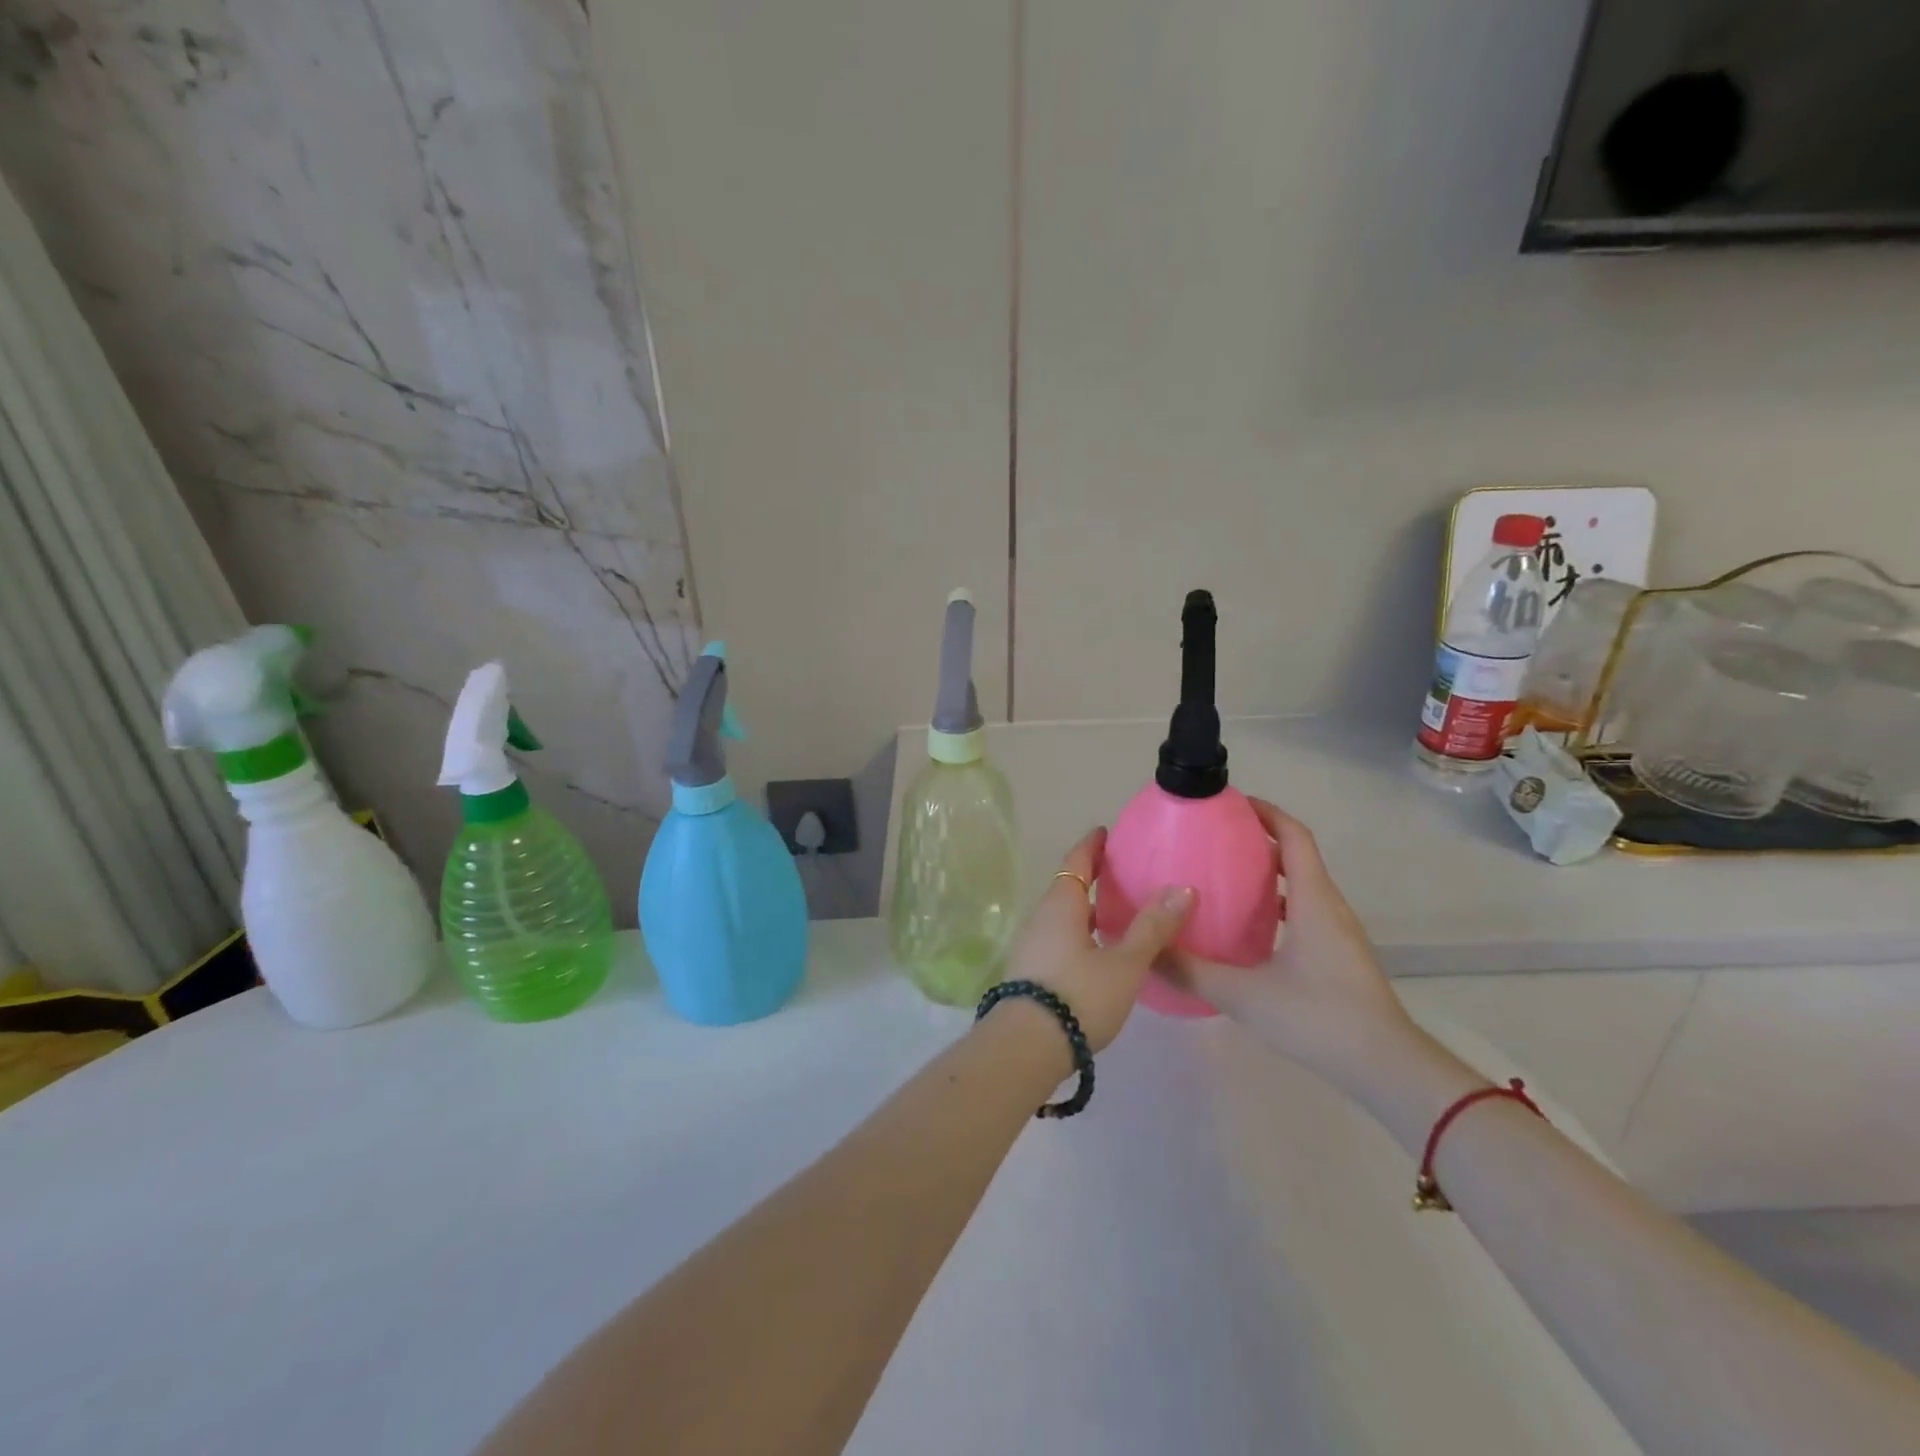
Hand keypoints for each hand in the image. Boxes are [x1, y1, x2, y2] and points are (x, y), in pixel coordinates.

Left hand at [996, 827, 1194, 1052]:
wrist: (1025, 1047)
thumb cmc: (1079, 996)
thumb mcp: (1124, 963)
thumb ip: (1152, 928)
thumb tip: (1182, 888)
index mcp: (1060, 905)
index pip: (1076, 862)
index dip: (1091, 846)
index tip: (1104, 832)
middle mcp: (1041, 918)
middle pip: (1067, 888)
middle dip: (1090, 879)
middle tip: (1119, 875)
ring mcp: (1031, 947)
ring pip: (1062, 918)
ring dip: (1085, 911)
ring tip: (1114, 916)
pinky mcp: (1030, 973)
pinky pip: (1058, 940)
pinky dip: (1079, 935)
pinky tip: (1097, 955)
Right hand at [1159, 799, 1419, 1093]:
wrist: (1386, 1068)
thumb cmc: (1318, 1018)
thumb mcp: (1243, 995)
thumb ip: (1191, 971)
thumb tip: (1146, 949)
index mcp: (1312, 900)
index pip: (1294, 836)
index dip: (1265, 812)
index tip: (1229, 803)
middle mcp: (1328, 906)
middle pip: (1296, 854)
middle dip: (1257, 838)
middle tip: (1212, 838)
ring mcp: (1337, 932)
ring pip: (1301, 884)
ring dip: (1267, 871)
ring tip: (1222, 876)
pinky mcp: (1338, 955)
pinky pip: (1304, 910)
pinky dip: (1276, 902)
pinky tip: (1246, 927)